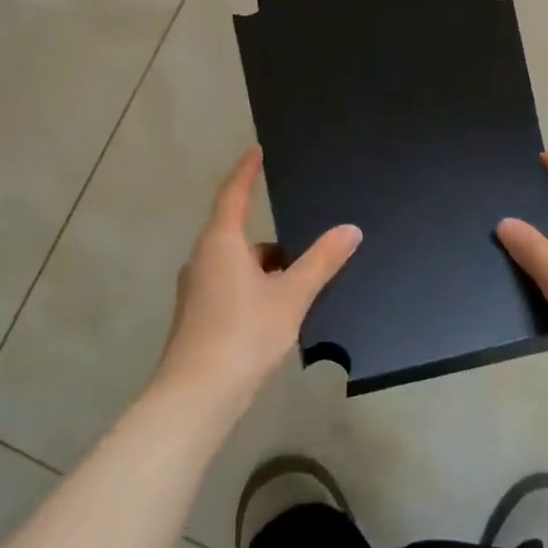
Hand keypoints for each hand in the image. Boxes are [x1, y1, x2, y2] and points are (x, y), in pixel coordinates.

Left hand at [156, 146, 360, 415]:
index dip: (246, 170)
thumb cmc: (244, 335)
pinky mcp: (198, 316)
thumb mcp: (292, 296)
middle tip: (306, 239)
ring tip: (301, 284)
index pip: (233, 193)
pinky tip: (278, 313)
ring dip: (266, 268)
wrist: (197, 396)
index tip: (256, 151)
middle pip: (238, 234)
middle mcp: (203, 259)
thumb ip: (322, 261)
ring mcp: (197, 289)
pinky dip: (255, 288)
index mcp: (221, 243)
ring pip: (237, 264)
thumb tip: (350, 229)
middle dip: (273, 238)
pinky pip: (231, 287)